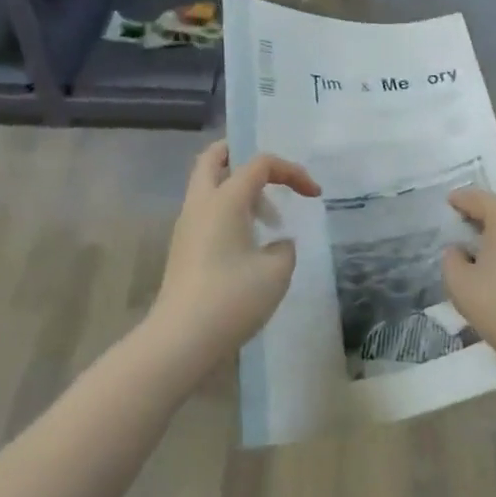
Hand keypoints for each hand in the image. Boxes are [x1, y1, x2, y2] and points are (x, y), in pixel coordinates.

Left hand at [148, 141, 320, 383]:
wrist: (180, 340)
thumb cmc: (232, 298)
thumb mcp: (276, 272)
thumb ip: (284, 248)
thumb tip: (276, 245)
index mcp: (224, 199)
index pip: (260, 163)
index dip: (292, 171)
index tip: (314, 195)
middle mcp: (200, 203)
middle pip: (214, 158)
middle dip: (242, 155)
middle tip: (269, 173)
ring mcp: (186, 226)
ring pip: (208, 186)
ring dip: (238, 190)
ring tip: (267, 219)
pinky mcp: (183, 249)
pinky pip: (207, 213)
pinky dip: (228, 213)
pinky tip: (248, 244)